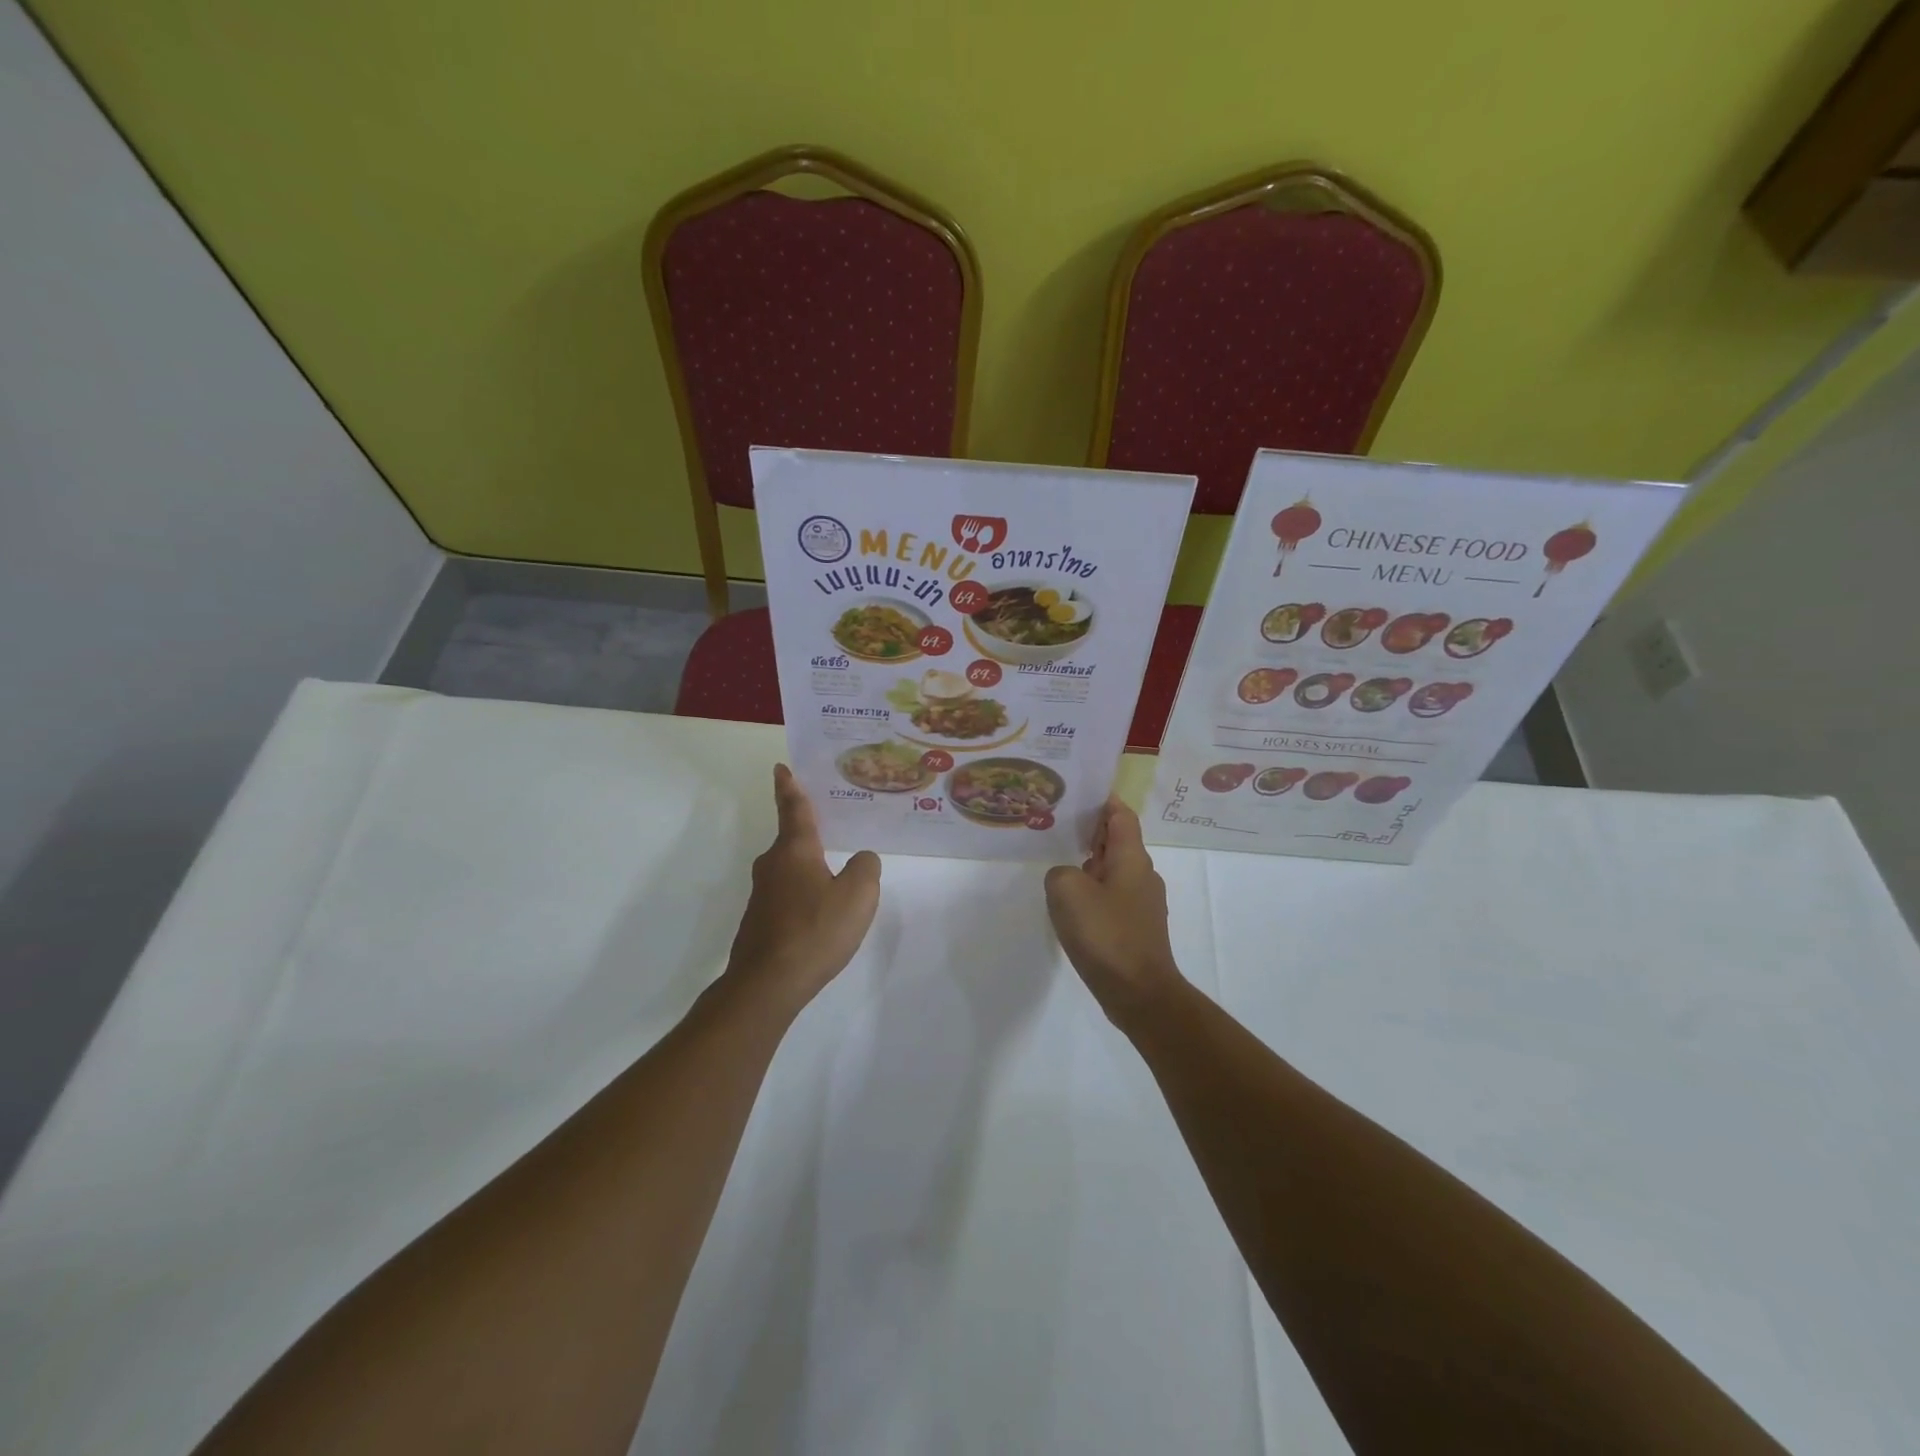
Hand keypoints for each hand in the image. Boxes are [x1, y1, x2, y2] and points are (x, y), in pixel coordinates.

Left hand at [722, 764, 881, 1020]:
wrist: (767, 984)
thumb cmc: (814, 931)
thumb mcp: (858, 896)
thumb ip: (866, 868)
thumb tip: (862, 859)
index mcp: (795, 850)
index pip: (794, 808)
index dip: (790, 787)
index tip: (781, 768)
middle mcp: (773, 865)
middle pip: (793, 839)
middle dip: (810, 831)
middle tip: (834, 823)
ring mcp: (762, 894)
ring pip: (791, 869)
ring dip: (810, 866)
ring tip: (836, 873)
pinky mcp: (760, 920)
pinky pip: (788, 894)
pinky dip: (804, 893)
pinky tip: (821, 912)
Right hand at [1045, 798, 1185, 1028]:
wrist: (1139, 994)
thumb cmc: (1106, 935)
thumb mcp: (1067, 891)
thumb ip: (1060, 872)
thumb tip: (1068, 878)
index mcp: (1132, 858)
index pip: (1121, 815)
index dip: (1103, 800)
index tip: (1080, 793)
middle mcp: (1142, 875)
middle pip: (1117, 842)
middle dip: (1091, 832)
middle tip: (1058, 827)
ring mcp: (1142, 904)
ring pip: (1113, 871)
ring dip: (1090, 865)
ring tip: (1059, 864)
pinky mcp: (1136, 929)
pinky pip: (1112, 898)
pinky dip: (1093, 893)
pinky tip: (1072, 907)